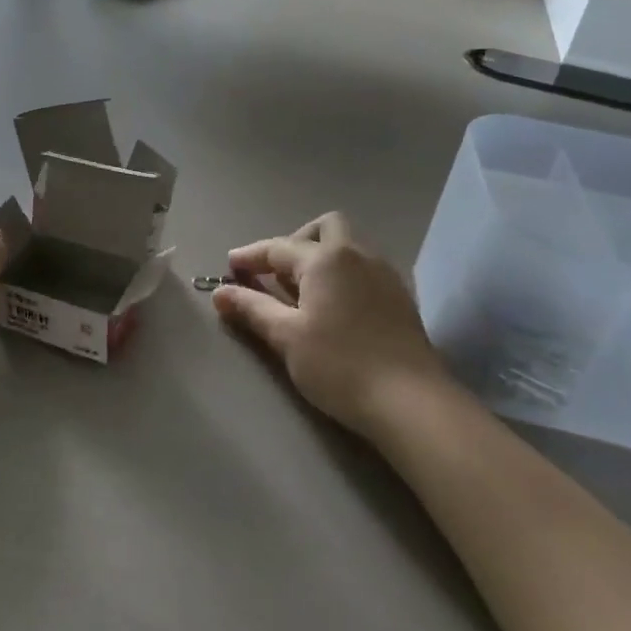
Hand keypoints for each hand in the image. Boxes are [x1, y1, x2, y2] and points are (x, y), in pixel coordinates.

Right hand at [212, 213, 445, 433]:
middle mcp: (357, 254)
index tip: (229, 267)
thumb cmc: (339, 365)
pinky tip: (334, 306)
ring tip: (302, 293)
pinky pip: (364, 268)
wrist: (410, 401)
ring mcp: (384, 273)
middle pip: (324, 228)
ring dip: (321, 257)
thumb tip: (220, 292)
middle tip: (276, 274)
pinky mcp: (401, 297)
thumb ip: (252, 308)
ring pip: (348, 246)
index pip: (278, 247)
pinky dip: (343, 274)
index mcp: (325, 258)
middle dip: (295, 242)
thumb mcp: (286, 337)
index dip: (250, 256)